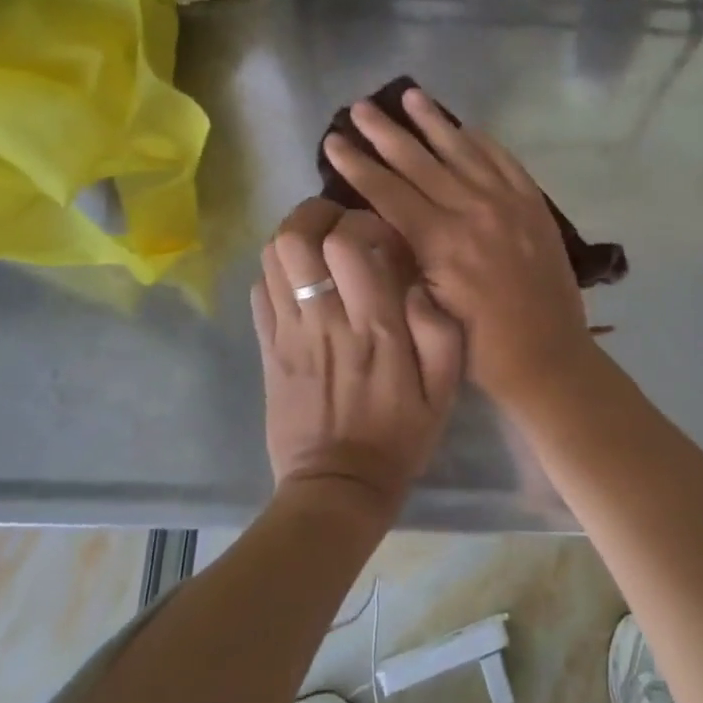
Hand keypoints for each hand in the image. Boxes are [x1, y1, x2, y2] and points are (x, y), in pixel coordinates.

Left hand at [251, 198, 464, 515]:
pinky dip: (277, 272)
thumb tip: (415, 283)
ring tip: (321, 247)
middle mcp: (324, 319)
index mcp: (373, 325)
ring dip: (295, 238)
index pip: (349, 242)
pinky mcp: (268, 349)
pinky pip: (258, 291)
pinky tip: (301, 283)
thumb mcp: (444, 388)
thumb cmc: (399, 435)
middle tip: (341, 224)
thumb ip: (439, 328)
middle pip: (295, 237)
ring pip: (271, 258)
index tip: (384, 239)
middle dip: (317, 214)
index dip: (365, 223)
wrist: (339, 488)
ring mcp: (288, 333)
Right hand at [322, 88, 591, 403]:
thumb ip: (404, 258)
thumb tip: (380, 220)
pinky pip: (504, 161)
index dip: (356, 164)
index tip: (333, 140)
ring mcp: (508, 203)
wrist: (548, 355)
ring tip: (410, 95)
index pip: (387, 190)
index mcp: (441, 241)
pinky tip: (466, 127)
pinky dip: (483, 142)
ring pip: (463, 150)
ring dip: (433, 122)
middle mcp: (472, 210)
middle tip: (360, 107)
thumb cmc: (479, 346)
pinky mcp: (534, 205)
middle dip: (385, 132)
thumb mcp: (427, 308)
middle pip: (419, 161)